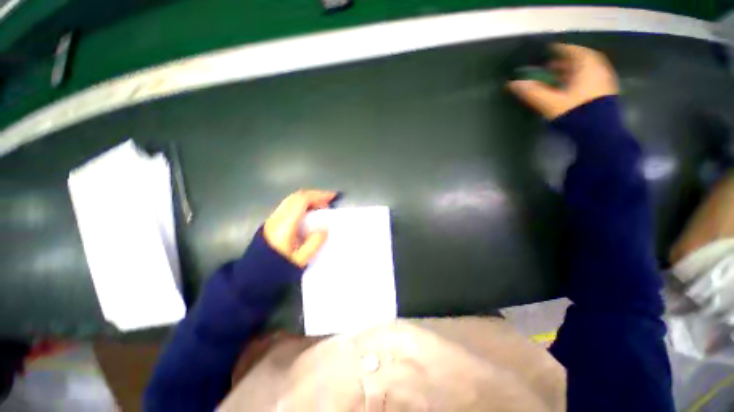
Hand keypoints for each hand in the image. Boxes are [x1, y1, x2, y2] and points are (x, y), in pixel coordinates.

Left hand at [264, 189, 336, 266]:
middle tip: (329, 201)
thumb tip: (325, 228)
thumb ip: (315, 243)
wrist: (253, 274)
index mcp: (285, 224)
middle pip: (297, 196)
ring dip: (308, 200)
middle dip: (315, 196)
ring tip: (321, 207)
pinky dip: (302, 204)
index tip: (332, 197)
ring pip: (292, 200)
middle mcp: (277, 216)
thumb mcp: (300, 260)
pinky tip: (309, 213)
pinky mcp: (272, 221)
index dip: (318, 196)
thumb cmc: (278, 267)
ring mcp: (273, 218)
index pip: (302, 201)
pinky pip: (289, 205)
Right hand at [508, 43, 618, 119]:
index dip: (558, 50)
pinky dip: (577, 80)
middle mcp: (598, 68)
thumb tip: (512, 84)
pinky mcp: (604, 92)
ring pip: (584, 71)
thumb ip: (531, 92)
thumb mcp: (549, 102)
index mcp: (586, 65)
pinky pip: (589, 79)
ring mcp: (604, 80)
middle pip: (578, 60)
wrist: (599, 131)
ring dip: (569, 72)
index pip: (571, 50)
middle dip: (562, 63)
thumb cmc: (574, 112)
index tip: (547, 51)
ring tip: (555, 79)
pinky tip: (567, 89)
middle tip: (548, 68)